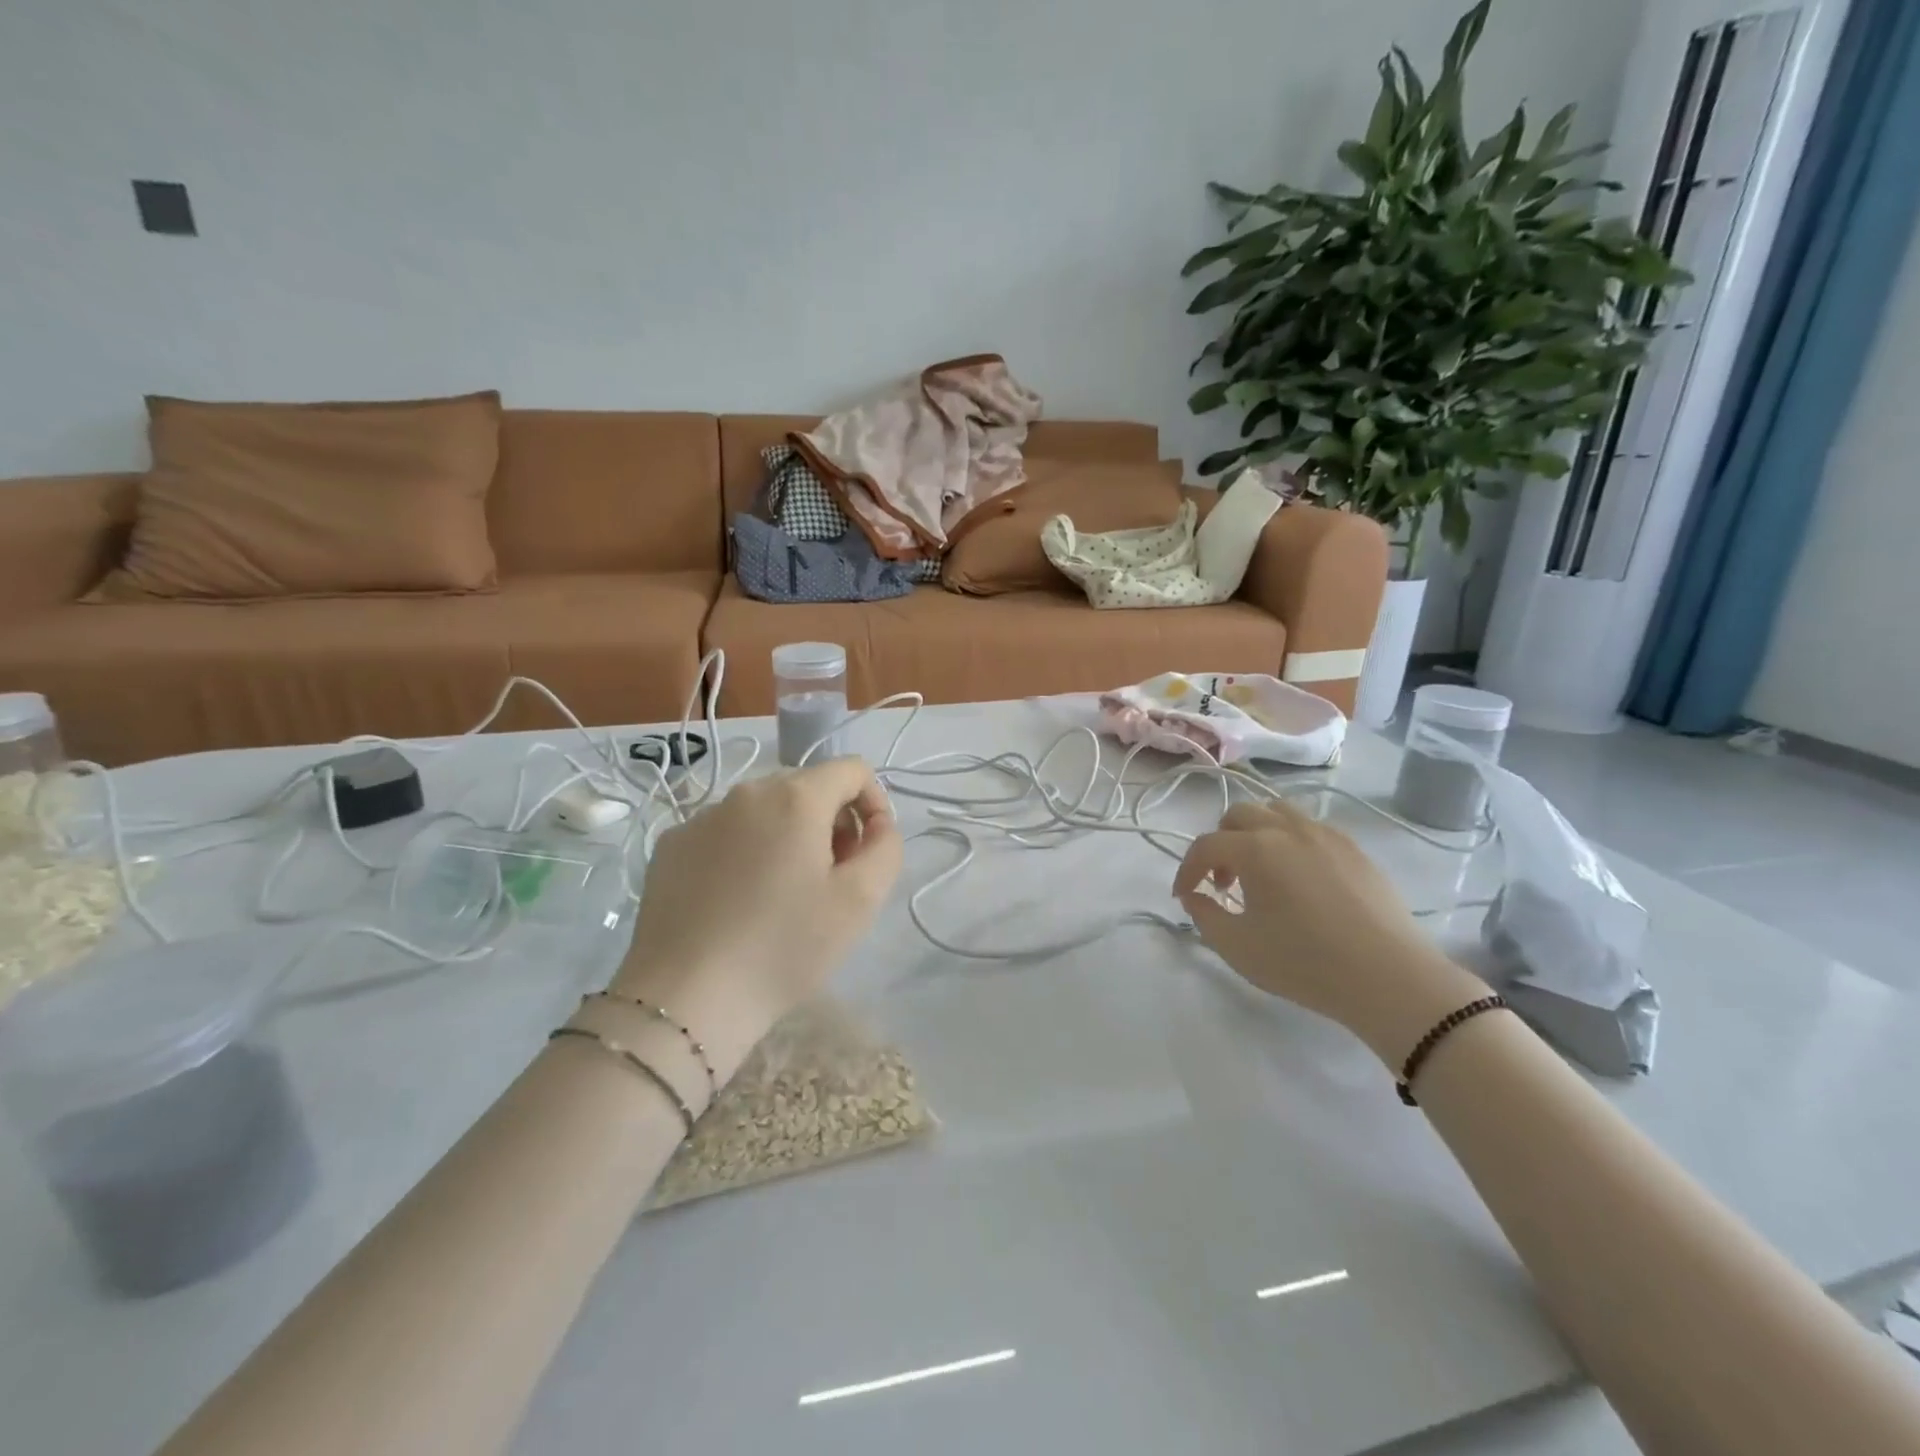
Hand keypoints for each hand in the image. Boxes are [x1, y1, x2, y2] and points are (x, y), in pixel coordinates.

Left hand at [613, 758, 901, 1073]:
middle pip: (808, 787)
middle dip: (832, 823)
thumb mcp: (860, 901)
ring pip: (765, 810)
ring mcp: (701, 817)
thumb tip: (875, 825)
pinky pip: (725, 833)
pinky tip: (738, 902)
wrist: (685, 1000)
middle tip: (831, 880)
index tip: (868, 852)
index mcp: (795, 797)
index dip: (874, 803)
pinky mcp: (670, 846)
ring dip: (788, 837)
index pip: (852, 769)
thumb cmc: (784, 947)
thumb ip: (886, 847)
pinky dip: (745, 852)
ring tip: (783, 895)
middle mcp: (746, 792)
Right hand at [1174, 801, 1488, 1065]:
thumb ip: (1204, 916)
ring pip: (1276, 812)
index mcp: (1255, 848)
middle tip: (1223, 883)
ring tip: (1260, 872)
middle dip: (1220, 844)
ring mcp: (1325, 834)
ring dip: (1255, 834)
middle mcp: (1287, 829)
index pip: (1205, 845)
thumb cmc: (1304, 963)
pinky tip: (1298, 878)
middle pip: (1238, 815)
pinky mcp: (1355, 849)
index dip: (1187, 870)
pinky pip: (1310, 828)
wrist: (1390, 978)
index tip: (1185, 897)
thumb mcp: (1238, 947)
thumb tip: (1195, 896)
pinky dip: (1290, 841)